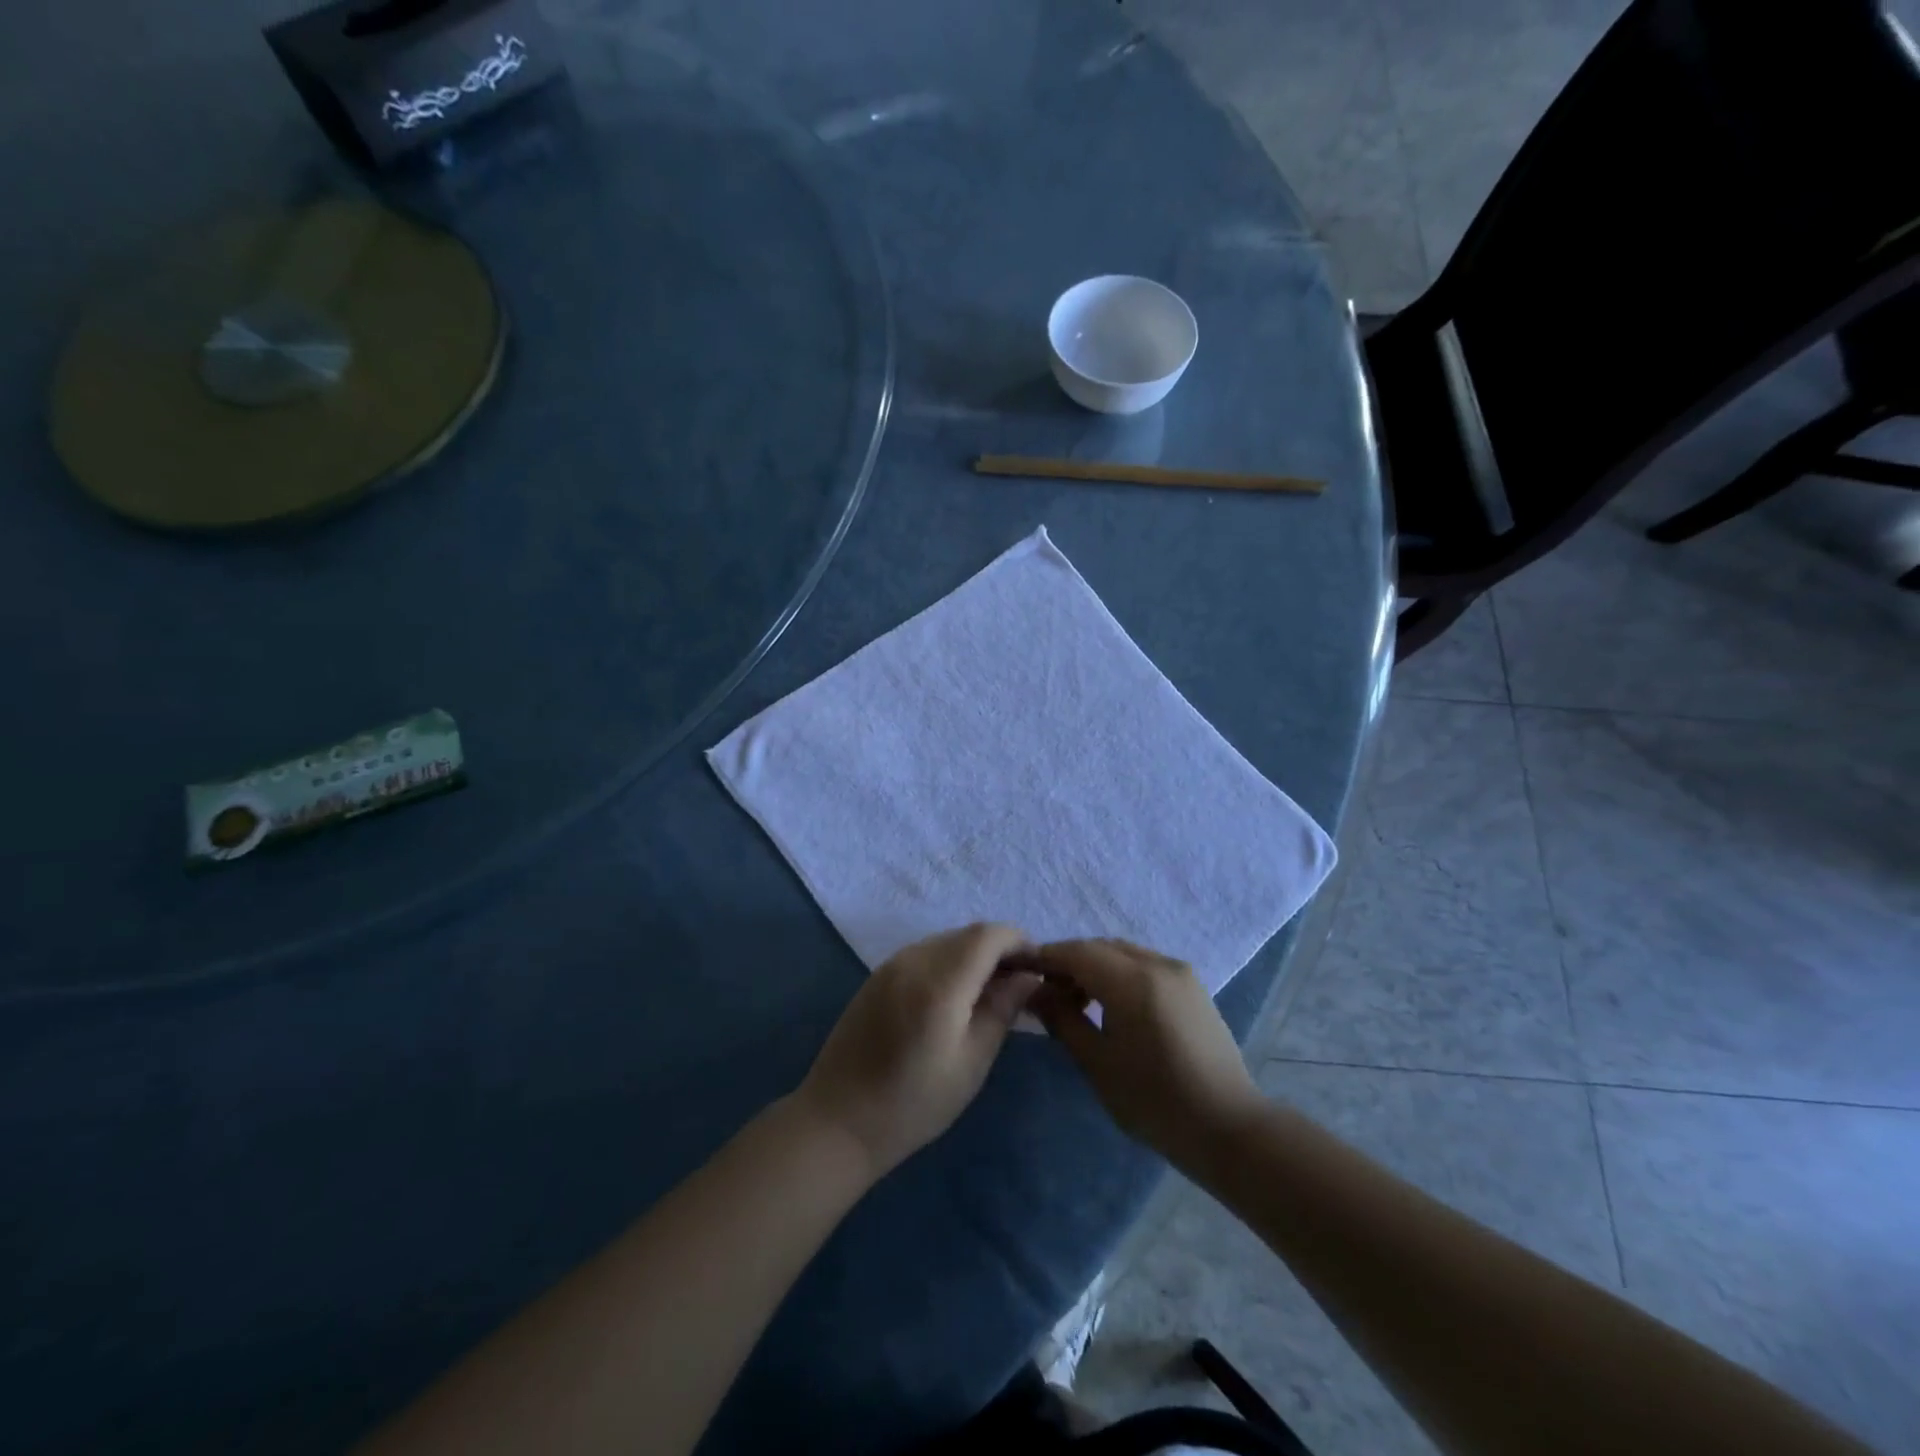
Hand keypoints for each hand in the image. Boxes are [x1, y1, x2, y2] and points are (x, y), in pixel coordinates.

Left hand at [792, 924, 1038, 1179]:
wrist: (837, 1121)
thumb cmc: (913, 1103)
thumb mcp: (971, 1063)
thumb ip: (1001, 1010)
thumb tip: (1027, 977)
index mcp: (939, 981)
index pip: (989, 935)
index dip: (1019, 942)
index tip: (1039, 966)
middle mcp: (913, 959)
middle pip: (968, 934)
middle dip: (1000, 949)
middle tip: (1021, 984)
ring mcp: (891, 964)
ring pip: (946, 941)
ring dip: (974, 955)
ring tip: (992, 992)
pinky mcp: (877, 975)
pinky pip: (924, 953)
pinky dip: (949, 962)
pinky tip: (956, 996)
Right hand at [1031, 939, 1264, 1168]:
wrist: (1228, 1128)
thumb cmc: (1155, 1101)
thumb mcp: (1098, 1063)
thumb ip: (1062, 1019)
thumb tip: (1035, 991)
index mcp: (1133, 981)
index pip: (1077, 952)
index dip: (1045, 957)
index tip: (1019, 969)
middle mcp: (1158, 964)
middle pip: (1100, 948)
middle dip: (1069, 962)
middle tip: (1045, 991)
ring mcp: (1180, 972)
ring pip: (1123, 954)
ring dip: (1094, 967)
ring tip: (1076, 1002)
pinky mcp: (1192, 987)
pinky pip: (1144, 965)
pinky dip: (1119, 974)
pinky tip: (1110, 1005)